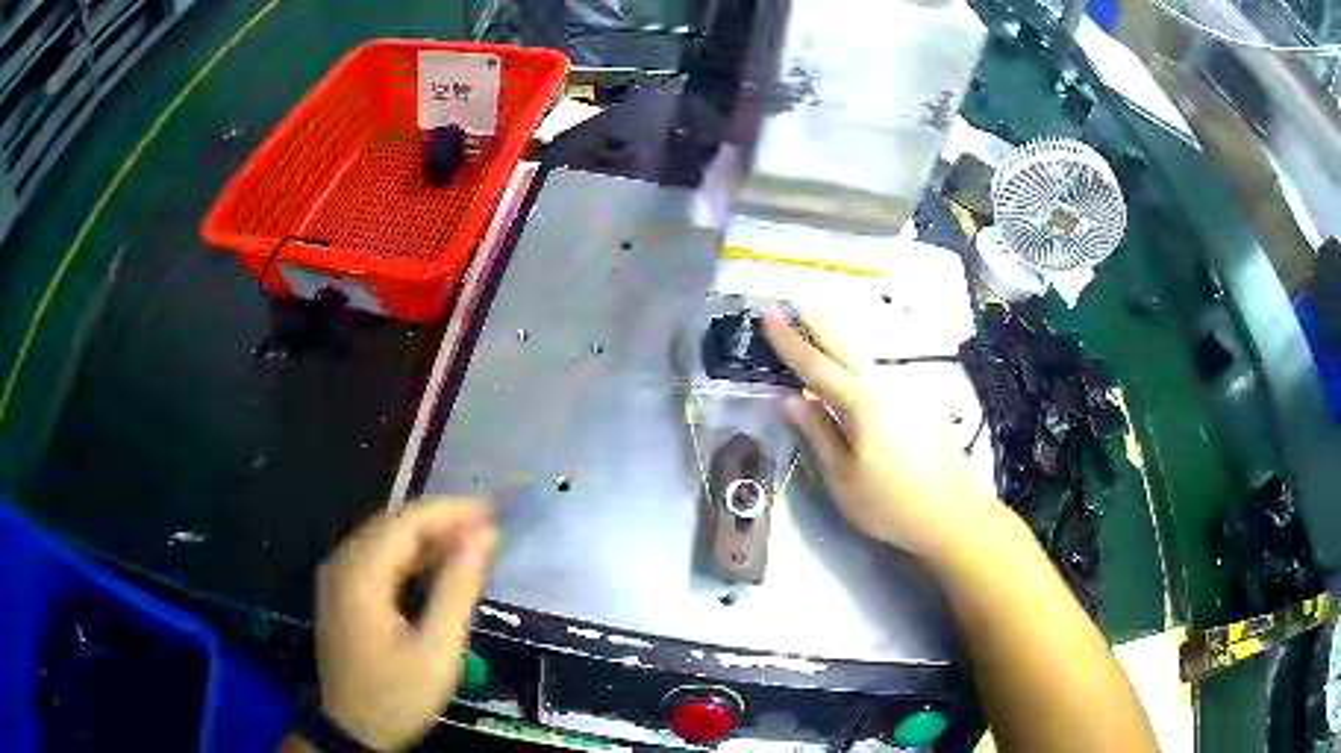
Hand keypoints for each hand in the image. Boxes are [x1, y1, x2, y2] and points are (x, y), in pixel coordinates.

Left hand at [315, 499, 496, 750]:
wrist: (354, 729)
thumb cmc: (397, 695)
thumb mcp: (436, 651)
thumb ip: (457, 590)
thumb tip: (483, 538)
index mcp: (360, 575)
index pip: (406, 522)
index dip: (450, 512)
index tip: (492, 512)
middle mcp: (342, 564)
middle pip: (393, 525)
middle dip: (441, 522)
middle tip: (486, 531)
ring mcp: (337, 577)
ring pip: (384, 540)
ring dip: (427, 539)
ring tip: (470, 547)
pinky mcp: (340, 592)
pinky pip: (377, 559)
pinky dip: (409, 558)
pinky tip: (437, 569)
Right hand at [762, 308, 998, 555]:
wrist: (951, 512)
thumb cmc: (890, 502)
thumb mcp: (843, 478)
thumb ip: (819, 435)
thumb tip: (792, 401)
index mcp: (860, 403)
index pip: (815, 366)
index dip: (789, 341)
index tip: (768, 315)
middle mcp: (884, 386)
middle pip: (845, 345)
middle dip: (819, 320)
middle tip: (796, 297)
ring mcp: (905, 392)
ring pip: (865, 354)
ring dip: (840, 334)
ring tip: (820, 319)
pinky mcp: (918, 403)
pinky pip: (879, 369)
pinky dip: (859, 356)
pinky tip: (853, 361)